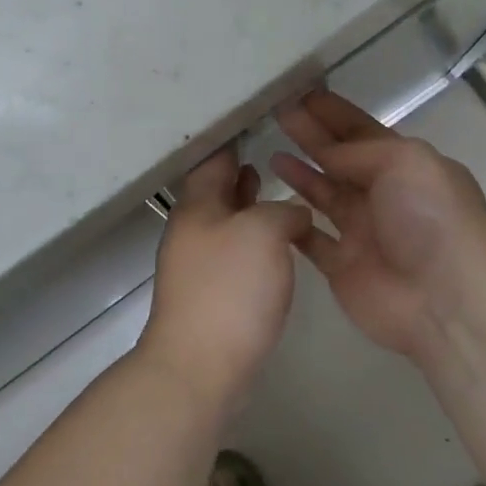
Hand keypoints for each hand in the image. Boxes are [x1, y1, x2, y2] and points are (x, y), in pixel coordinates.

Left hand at [137, 148, 312, 408]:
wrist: (201, 366)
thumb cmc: (230, 289)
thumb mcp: (264, 233)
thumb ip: (283, 211)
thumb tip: (293, 215)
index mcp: (197, 207)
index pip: (213, 159)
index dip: (233, 138)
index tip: (256, 120)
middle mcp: (192, 231)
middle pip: (216, 190)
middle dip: (240, 172)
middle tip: (268, 150)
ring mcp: (198, 266)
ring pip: (226, 222)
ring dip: (248, 205)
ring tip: (272, 189)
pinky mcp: (211, 295)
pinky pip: (234, 253)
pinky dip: (253, 239)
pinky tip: (276, 245)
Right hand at [272, 91, 485, 359]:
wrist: (444, 296)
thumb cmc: (430, 217)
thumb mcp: (404, 161)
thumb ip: (360, 151)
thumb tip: (326, 154)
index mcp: (407, 165)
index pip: (364, 131)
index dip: (334, 114)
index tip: (301, 94)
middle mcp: (385, 195)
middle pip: (341, 160)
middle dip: (312, 136)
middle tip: (277, 114)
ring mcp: (363, 232)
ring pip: (325, 196)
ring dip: (301, 174)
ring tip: (269, 152)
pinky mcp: (343, 267)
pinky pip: (312, 239)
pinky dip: (293, 223)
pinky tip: (269, 205)